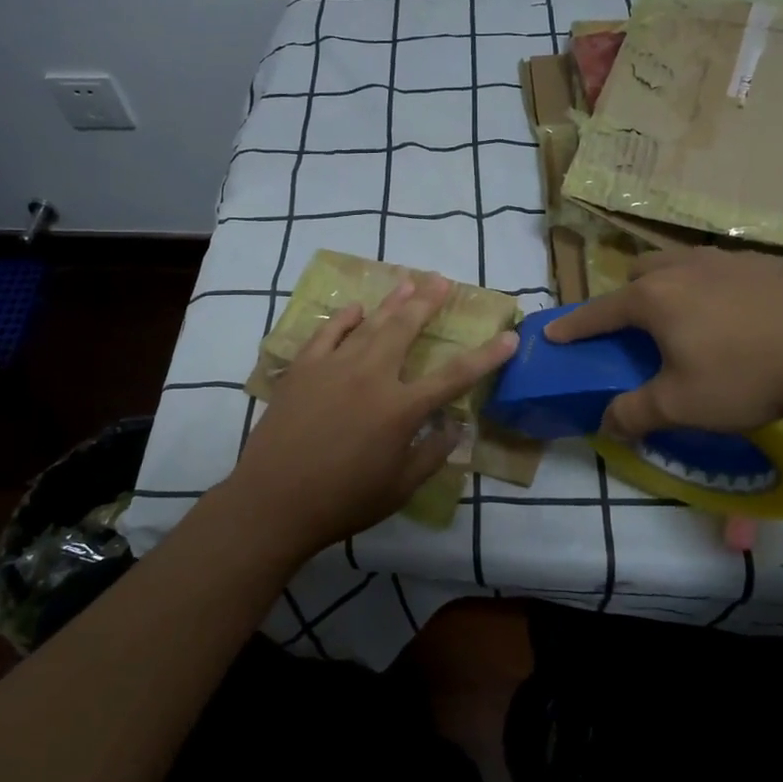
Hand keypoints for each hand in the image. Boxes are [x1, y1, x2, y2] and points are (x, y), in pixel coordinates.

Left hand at [215, 275, 517, 562]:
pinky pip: (328, 333)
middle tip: (442, 280)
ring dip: (392, 301)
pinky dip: (344, 319)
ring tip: (409, 281)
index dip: (486, 356)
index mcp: (401, 409)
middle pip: (406, 329)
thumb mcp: (399, 488)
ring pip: (370, 324)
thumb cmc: (342, 501)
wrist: (273, 500)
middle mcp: (372, 376)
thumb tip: (456, 428)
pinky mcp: (303, 368)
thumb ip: (431, 454)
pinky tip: (355, 308)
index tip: (509, 336)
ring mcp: (334, 367)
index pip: (454, 376)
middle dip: (428, 302)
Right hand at [543, 247, 782, 436]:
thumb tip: (606, 421)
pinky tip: (746, 318)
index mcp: (655, 298)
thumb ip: (635, 413)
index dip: (574, 325)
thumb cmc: (746, 374)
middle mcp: (686, 268)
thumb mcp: (682, 406)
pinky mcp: (771, 262)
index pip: (599, 311)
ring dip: (674, 284)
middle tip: (641, 328)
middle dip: (629, 295)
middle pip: (640, 271)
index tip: (552, 332)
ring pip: (684, 262)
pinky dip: (719, 288)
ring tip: (694, 319)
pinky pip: (727, 269)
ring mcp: (731, 259)